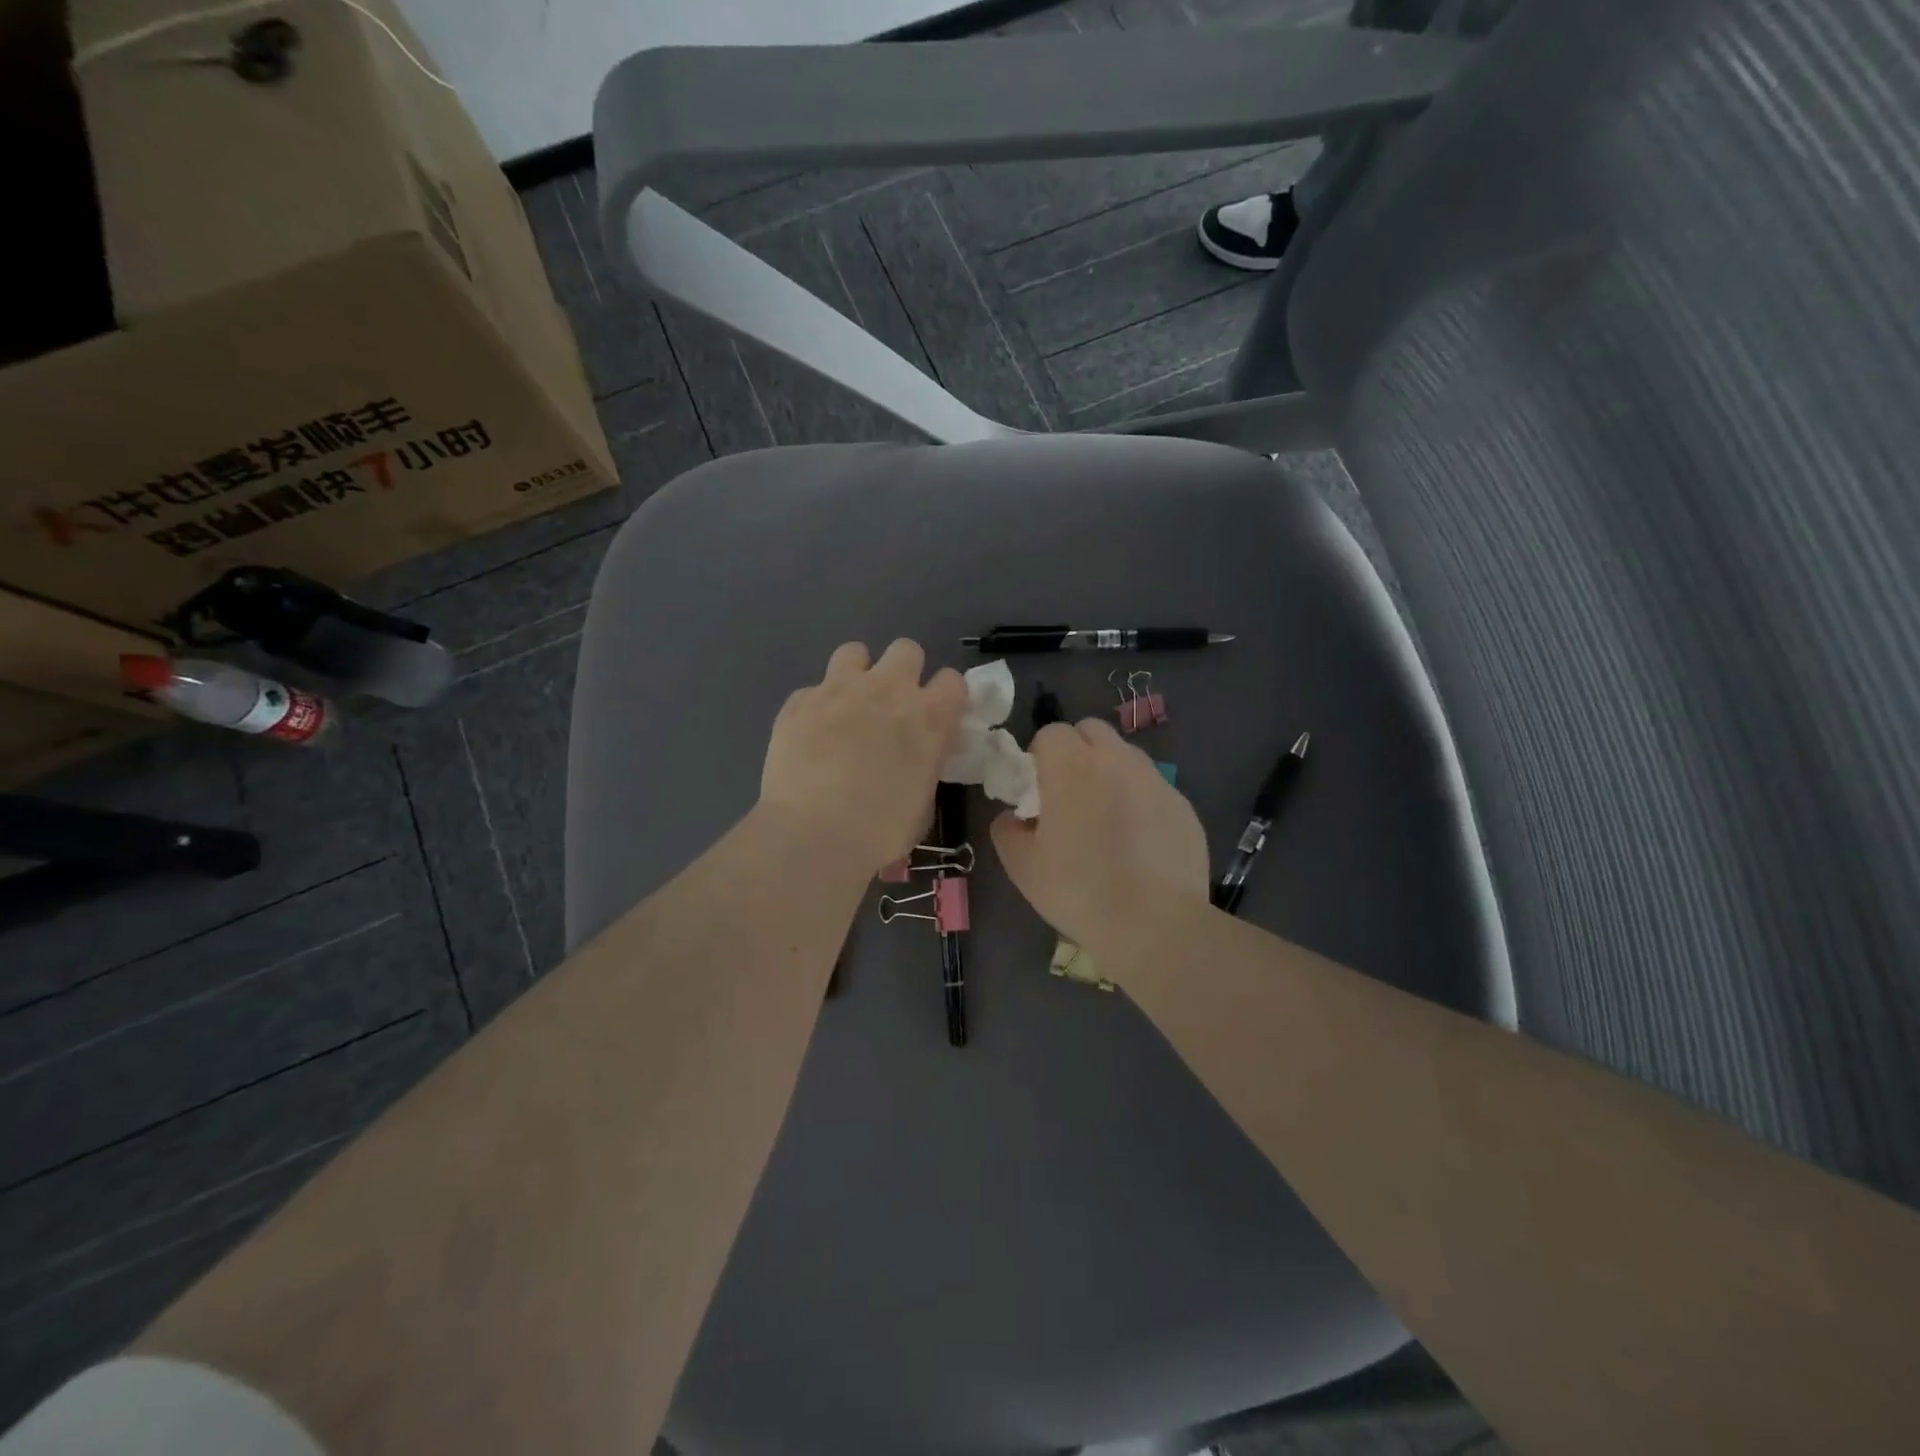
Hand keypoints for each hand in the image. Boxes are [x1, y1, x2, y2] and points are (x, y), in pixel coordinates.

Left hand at [758, 640, 967, 876]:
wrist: (813, 833)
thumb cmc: (880, 830)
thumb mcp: (923, 801)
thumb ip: (925, 764)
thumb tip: (918, 756)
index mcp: (928, 717)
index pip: (953, 680)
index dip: (945, 696)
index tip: (936, 716)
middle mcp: (888, 690)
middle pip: (906, 649)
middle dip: (903, 671)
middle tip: (891, 706)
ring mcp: (840, 689)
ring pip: (855, 652)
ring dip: (858, 674)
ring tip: (849, 706)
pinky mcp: (800, 700)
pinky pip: (813, 689)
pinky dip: (817, 707)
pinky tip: (810, 735)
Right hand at [991, 718, 1209, 971]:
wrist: (1154, 924)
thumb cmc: (1078, 890)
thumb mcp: (1022, 866)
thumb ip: (1007, 830)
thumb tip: (1013, 817)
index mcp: (1072, 766)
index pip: (1051, 732)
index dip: (1040, 756)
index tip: (1038, 790)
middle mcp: (1117, 760)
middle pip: (1092, 731)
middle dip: (1077, 752)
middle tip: (1070, 795)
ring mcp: (1156, 780)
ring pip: (1126, 757)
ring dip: (1110, 773)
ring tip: (1107, 819)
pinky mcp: (1183, 805)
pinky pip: (1153, 788)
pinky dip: (1140, 801)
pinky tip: (1139, 843)